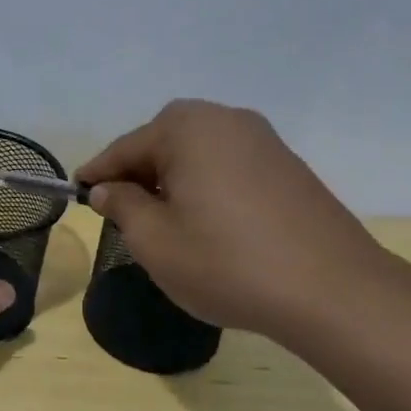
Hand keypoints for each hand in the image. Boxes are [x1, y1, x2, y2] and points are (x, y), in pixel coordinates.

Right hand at [76, 100, 396, 340]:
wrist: (333, 291)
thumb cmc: (226, 262)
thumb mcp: (154, 241)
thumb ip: (122, 206)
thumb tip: (108, 189)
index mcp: (186, 128)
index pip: (125, 148)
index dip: (98, 173)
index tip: (77, 193)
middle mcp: (226, 119)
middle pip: (163, 142)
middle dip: (138, 173)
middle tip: (121, 210)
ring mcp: (263, 140)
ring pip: (198, 153)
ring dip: (173, 179)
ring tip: (163, 220)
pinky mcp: (288, 166)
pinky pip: (228, 166)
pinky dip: (206, 185)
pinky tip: (207, 221)